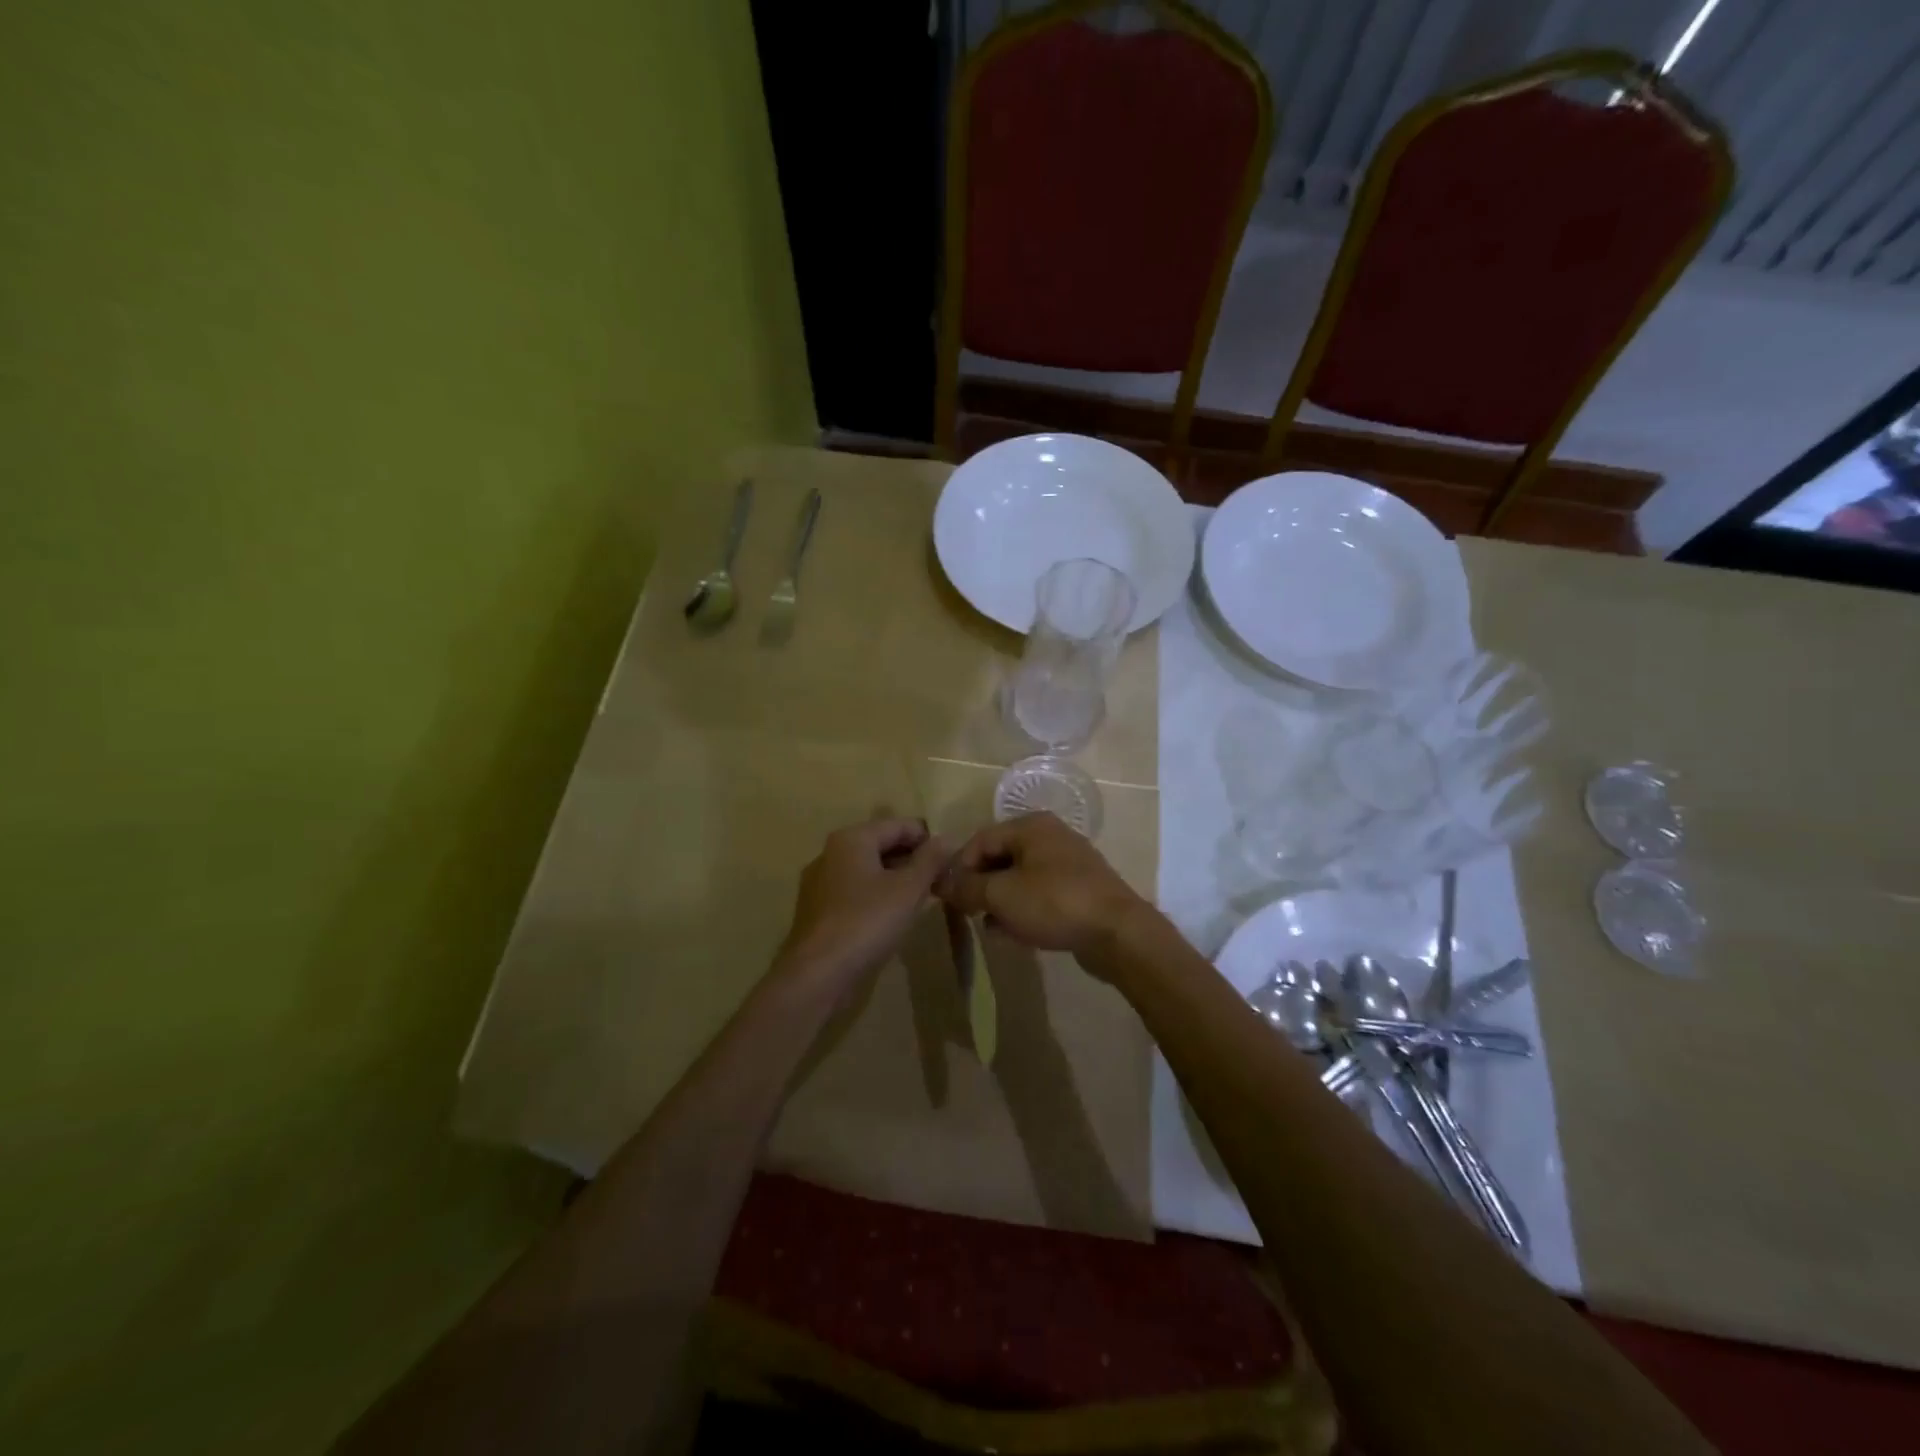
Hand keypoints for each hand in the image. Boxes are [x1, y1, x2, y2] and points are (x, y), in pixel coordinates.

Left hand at [773, 816, 948, 994]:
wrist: (817, 974)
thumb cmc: (866, 922)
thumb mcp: (908, 889)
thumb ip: (930, 860)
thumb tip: (947, 838)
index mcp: (852, 838)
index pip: (900, 825)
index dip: (929, 840)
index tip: (951, 862)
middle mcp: (831, 852)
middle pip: (882, 845)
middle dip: (913, 860)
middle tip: (940, 881)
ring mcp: (820, 881)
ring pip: (868, 869)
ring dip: (896, 879)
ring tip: (922, 898)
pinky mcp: (817, 909)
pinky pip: (855, 890)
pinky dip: (877, 895)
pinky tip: (892, 916)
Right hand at [937, 812, 1145, 957]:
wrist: (1118, 933)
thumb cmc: (1054, 903)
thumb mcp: (1001, 895)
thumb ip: (967, 887)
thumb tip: (941, 882)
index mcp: (1031, 826)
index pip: (980, 839)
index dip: (959, 867)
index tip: (947, 897)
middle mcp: (1050, 837)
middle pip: (1001, 858)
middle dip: (980, 886)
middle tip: (966, 912)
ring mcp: (1068, 864)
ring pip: (1020, 879)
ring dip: (1000, 902)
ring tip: (988, 926)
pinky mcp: (1080, 891)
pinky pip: (1040, 895)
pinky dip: (1023, 910)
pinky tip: (1013, 934)